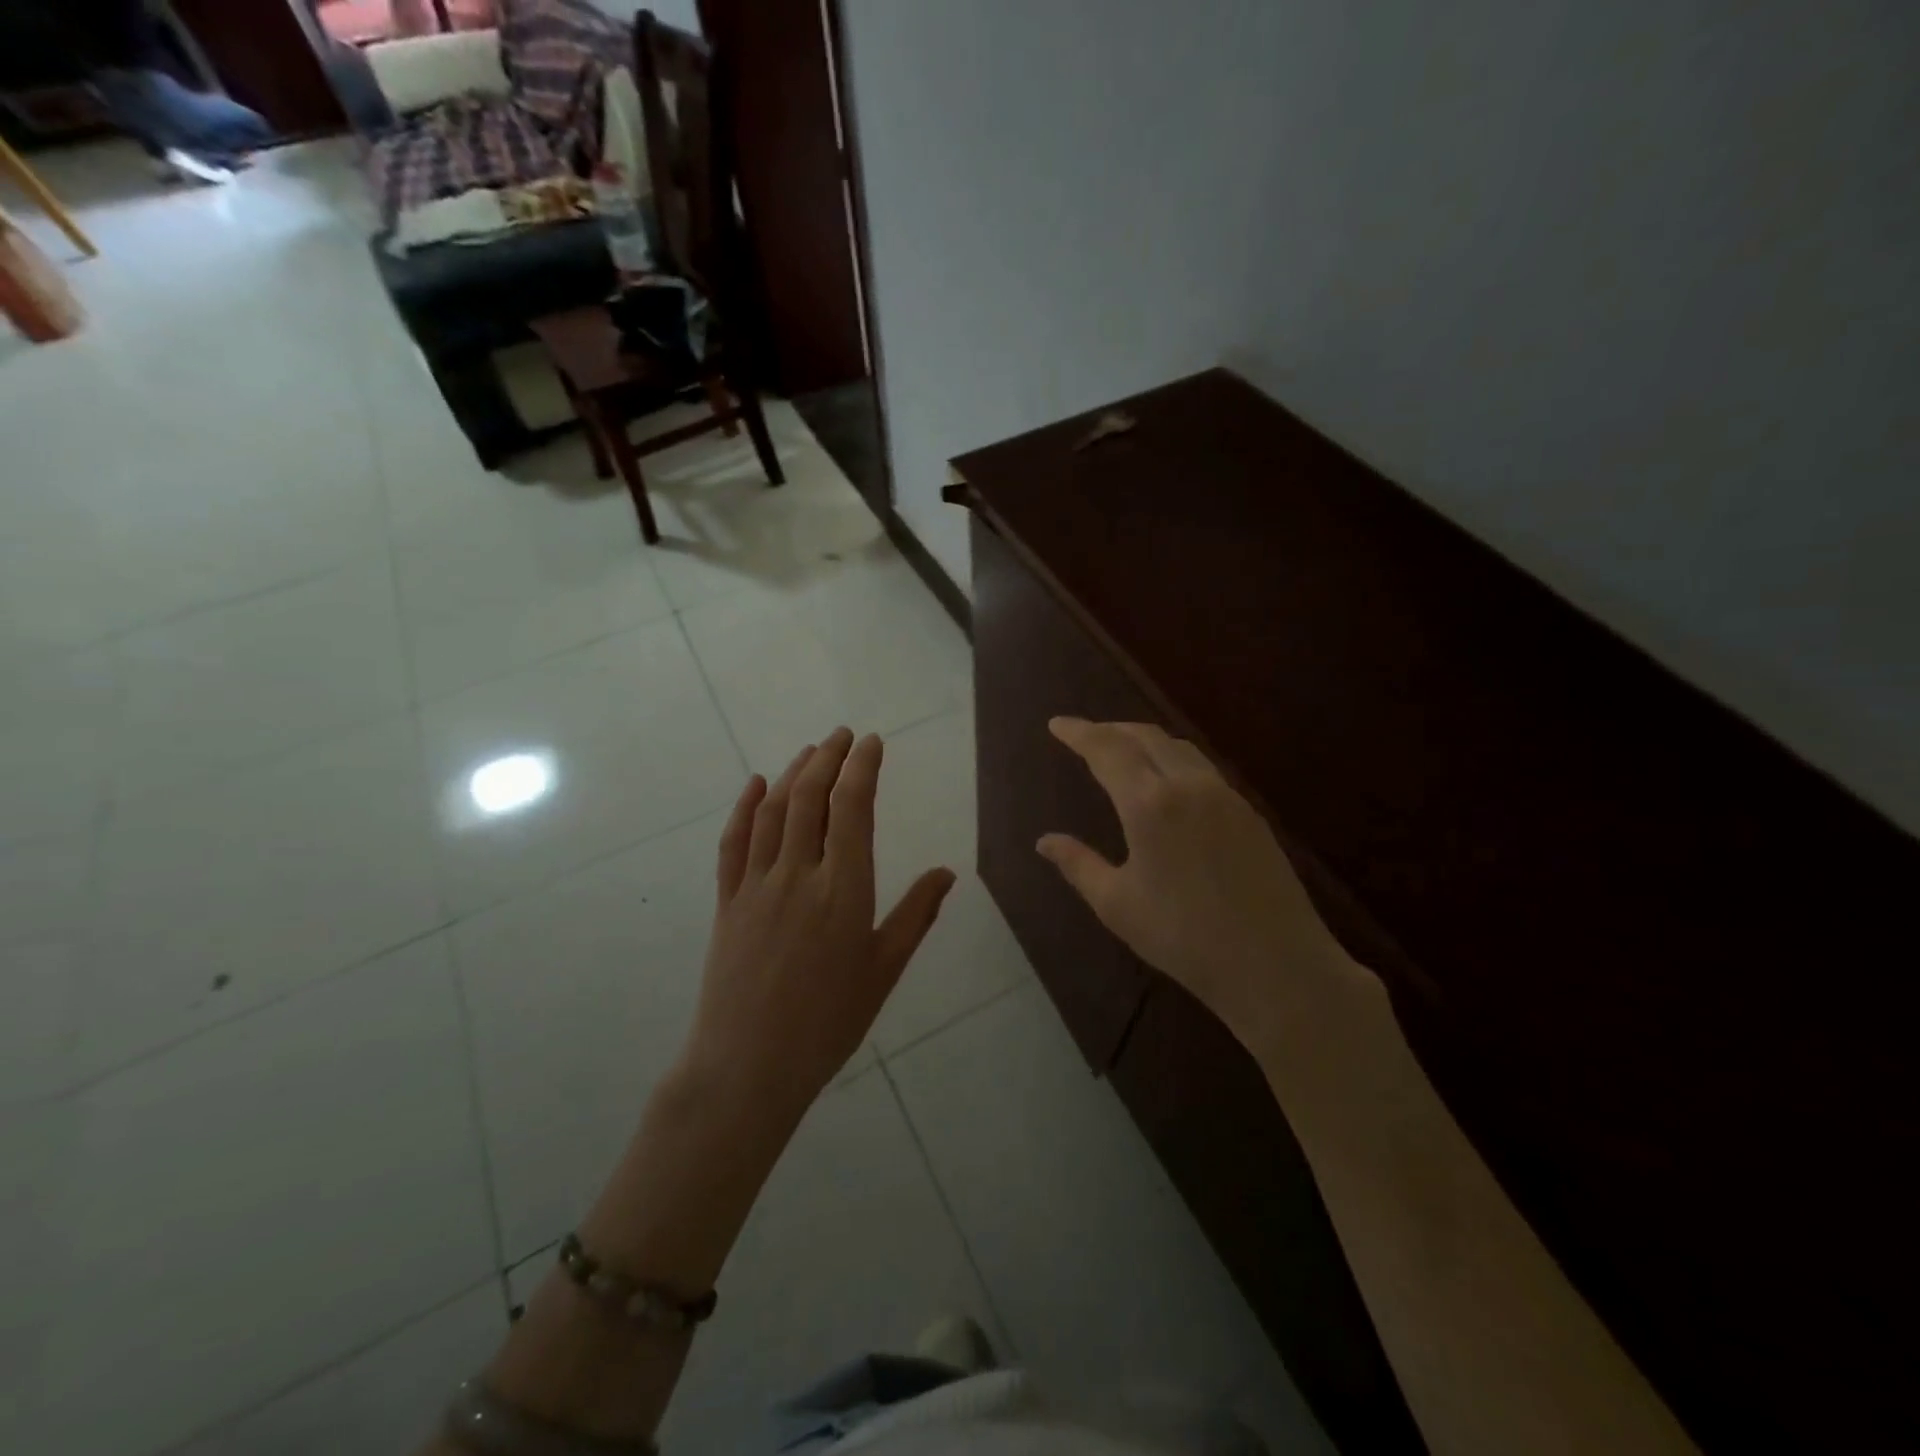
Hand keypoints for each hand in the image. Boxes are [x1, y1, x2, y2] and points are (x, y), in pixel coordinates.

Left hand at [681, 727, 955, 1125]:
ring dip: (793, 773)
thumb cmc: (828, 1023)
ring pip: (773, 811)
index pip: (853, 808)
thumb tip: (947, 872)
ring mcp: (757, 885)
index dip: (862, 767)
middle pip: (810, 798)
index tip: (872, 742)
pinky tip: (756, 784)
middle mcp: (799, 875)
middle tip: (843, 735)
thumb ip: (916, 915)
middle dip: (828, 757)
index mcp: (844, 890)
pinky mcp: (727, 902)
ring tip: (811, 751)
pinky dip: (744, 807)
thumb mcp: (884, 970)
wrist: (748, 1067)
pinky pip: (733, 843)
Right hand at [1037, 718, 1372, 1052]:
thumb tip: (1044, 841)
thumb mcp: (1117, 905)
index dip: (1078, 733)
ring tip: (1121, 749)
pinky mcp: (1248, 811)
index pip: (1106, 750)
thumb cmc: (1184, 937)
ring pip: (1178, 747)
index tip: (1056, 724)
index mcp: (1150, 804)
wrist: (1276, 964)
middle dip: (1110, 729)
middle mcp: (1188, 785)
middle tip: (1084, 735)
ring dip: (1143, 739)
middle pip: (1144, 736)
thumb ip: (1078, 864)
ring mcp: (1225, 795)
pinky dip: (1172, 757)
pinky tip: (1166, 779)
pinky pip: (1201, 766)